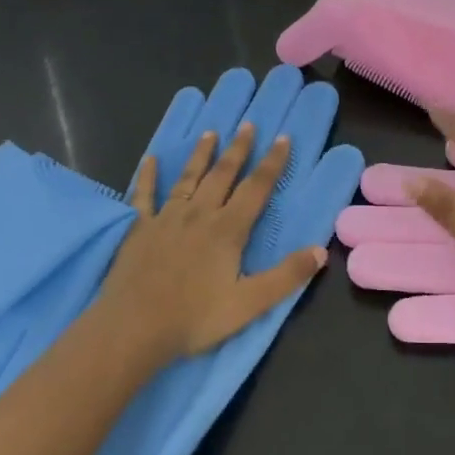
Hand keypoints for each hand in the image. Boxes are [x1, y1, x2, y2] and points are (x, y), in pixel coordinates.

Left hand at [94, 122, 328, 362]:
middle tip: (248, 125)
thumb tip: (320, 251)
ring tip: (210, 133)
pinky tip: (150, 159)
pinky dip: (147, 176)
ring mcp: (165, 219)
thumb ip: (286, 276)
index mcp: (227, 230)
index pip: (256, 188)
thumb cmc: (194, 318)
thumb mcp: (250, 304)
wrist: (133, 329)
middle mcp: (199, 215)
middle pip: (222, 175)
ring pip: (188, 179)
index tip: (283, 138)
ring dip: (201, 155)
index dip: (272, 163)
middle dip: (238, 149)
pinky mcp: (138, 229)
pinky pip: (143, 195)